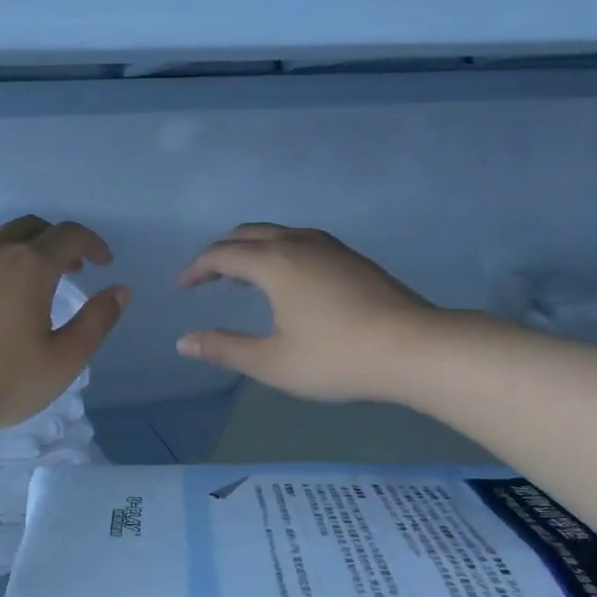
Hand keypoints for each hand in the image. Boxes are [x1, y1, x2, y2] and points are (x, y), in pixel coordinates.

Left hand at [0, 216, 129, 443]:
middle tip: (70, 271)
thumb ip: (97, 321)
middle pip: (31, 228)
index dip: (92, 244)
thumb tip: (120, 290)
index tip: (103, 263)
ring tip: (28, 292)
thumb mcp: (63, 361)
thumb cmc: (0, 384)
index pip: (69, 235)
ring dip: (20, 257)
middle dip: (57, 242)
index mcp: (28, 267)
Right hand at [177, 224, 435, 403]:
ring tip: (240, 277)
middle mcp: (298, 244)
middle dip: (221, 252)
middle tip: (206, 278)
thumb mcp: (273, 363)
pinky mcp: (351, 258)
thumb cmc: (337, 358)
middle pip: (248, 234)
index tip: (182, 287)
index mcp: (275, 263)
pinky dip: (277, 251)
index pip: (222, 255)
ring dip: (250, 248)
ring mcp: (329, 247)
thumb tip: (184, 342)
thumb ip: (225, 349)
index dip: (197, 269)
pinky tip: (286, 279)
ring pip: (277, 233)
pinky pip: (300, 240)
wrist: (414, 348)